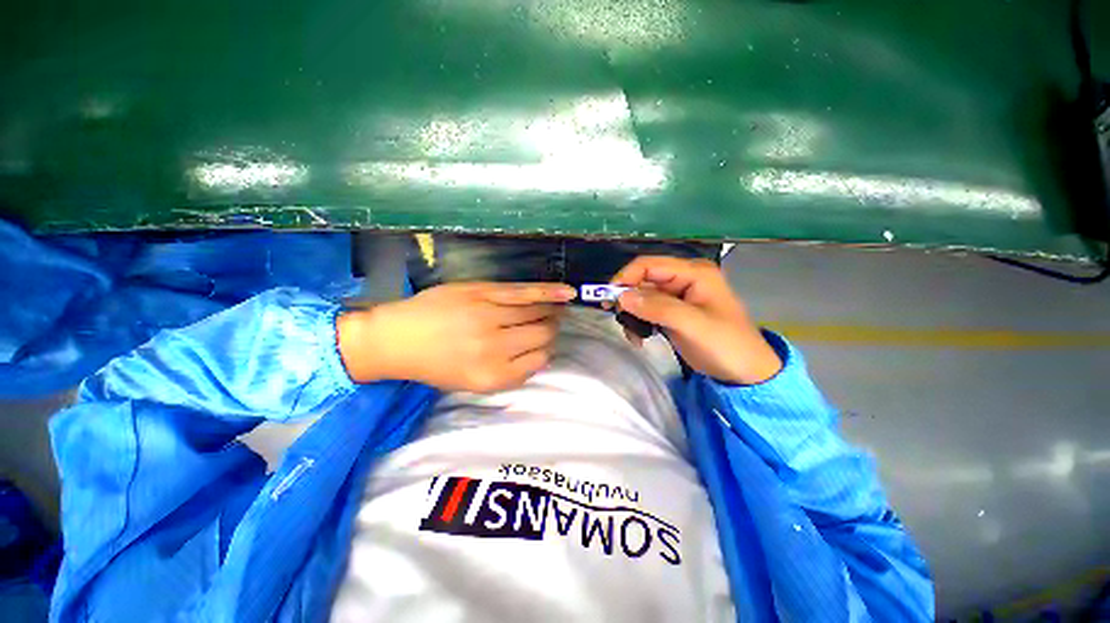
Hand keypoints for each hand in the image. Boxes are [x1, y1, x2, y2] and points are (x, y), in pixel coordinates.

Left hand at [337, 282, 574, 391]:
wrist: (397, 338)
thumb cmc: (435, 365)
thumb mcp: (472, 383)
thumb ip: (510, 373)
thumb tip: (541, 355)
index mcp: (493, 375)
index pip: (539, 361)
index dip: (545, 352)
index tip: (543, 346)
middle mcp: (495, 347)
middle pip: (541, 335)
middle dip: (550, 331)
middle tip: (549, 326)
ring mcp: (489, 316)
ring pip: (536, 313)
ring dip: (551, 312)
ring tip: (557, 310)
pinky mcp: (483, 293)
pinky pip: (524, 293)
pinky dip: (549, 292)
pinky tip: (567, 292)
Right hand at [612, 256, 781, 384]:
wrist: (745, 374)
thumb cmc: (725, 345)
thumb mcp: (691, 325)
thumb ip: (657, 307)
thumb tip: (621, 296)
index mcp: (693, 272)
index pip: (649, 265)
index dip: (626, 278)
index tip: (609, 300)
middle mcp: (684, 278)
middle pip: (643, 280)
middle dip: (628, 300)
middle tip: (619, 320)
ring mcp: (679, 296)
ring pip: (642, 296)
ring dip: (632, 314)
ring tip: (633, 336)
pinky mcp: (674, 311)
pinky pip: (648, 310)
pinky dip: (639, 322)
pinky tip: (640, 338)